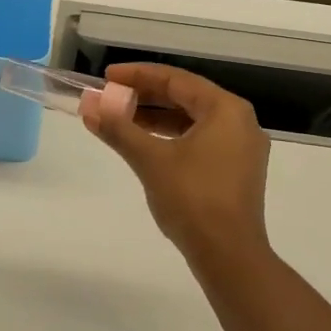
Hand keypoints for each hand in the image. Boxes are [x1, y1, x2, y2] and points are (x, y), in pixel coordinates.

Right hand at [84, 62, 271, 267]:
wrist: (229, 255)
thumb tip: (89, 107)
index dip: (138, 75)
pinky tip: (144, 145)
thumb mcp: (150, 159)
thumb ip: (119, 129)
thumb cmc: (192, 198)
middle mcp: (240, 122)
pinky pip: (200, 140)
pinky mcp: (236, 171)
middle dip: (145, 96)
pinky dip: (171, 138)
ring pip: (192, 121)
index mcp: (226, 109)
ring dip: (156, 118)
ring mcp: (241, 148)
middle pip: (186, 97)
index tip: (107, 77)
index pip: (176, 80)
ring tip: (120, 119)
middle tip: (110, 97)